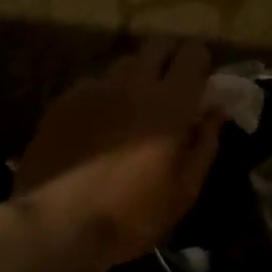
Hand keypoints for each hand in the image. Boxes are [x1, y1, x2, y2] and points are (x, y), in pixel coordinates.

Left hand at [14, 39, 223, 264]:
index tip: (201, 85)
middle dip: (170, 58)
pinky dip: (103, 97)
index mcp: (170, 104)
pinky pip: (92, 85)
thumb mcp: (184, 190)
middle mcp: (133, 84)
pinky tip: (97, 126)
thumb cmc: (132, 215)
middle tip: (172, 88)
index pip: (193, 53)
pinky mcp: (62, 102)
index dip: (200, 63)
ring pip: (123, 64)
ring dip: (136, 77)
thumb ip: (205, 145)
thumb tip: (215, 113)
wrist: (57, 226)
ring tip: (133, 108)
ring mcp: (93, 90)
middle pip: (157, 45)